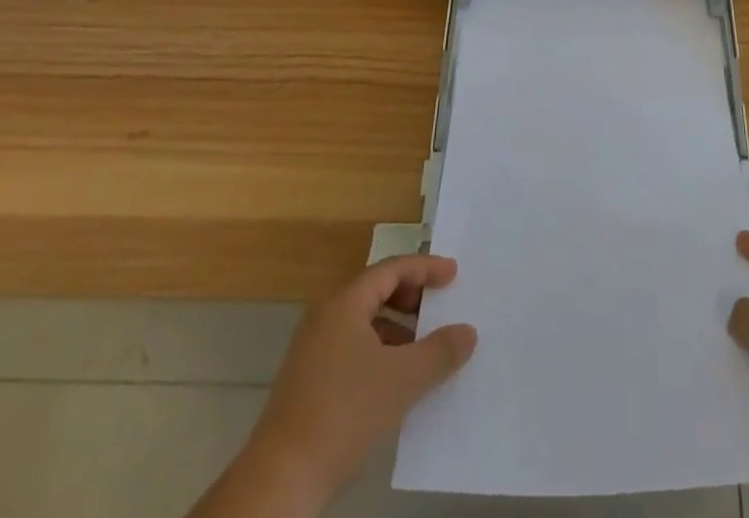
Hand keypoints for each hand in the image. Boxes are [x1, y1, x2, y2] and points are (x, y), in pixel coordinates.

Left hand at [197, 255, 476, 516]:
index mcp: (345, 302)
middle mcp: (326, 315)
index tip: (453, 274)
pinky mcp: (308, 380)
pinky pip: (353, 347)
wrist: (281, 480)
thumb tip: (468, 332)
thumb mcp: (403, 380)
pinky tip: (395, 382)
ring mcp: (313, 348)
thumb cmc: (344, 413)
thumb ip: (439, 352)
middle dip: (411, 296)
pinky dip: (379, 351)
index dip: (426, 268)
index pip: (392, 269)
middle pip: (376, 290)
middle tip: (439, 306)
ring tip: (423, 349)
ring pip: (364, 322)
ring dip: (397, 328)